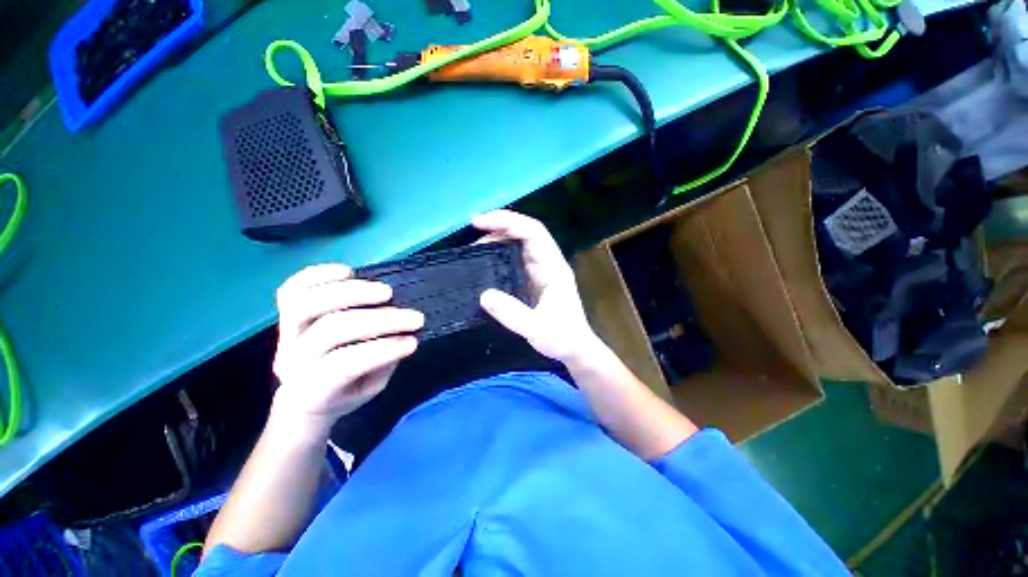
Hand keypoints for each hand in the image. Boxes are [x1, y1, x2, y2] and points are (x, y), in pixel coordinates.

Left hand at [271, 264, 423, 435]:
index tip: (413, 341)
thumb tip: (403, 337)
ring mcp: (285, 334)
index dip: (381, 350)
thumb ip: (381, 365)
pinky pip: (292, 288)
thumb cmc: (344, 393)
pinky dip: (319, 275)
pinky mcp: (285, 314)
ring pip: (307, 303)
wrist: (303, 396)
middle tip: (414, 317)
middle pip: (331, 329)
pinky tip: (348, 271)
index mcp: (311, 390)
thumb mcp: (368, 390)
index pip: (343, 365)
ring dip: (352, 293)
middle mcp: (292, 359)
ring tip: (387, 291)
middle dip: (379, 320)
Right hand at [473, 210, 602, 364]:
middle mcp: (547, 263)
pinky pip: (514, 260)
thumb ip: (513, 314)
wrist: (575, 349)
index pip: (533, 232)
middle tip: (472, 235)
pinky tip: (485, 263)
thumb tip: (484, 295)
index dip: (508, 222)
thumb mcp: (537, 329)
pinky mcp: (532, 280)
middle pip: (525, 233)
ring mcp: (540, 271)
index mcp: (553, 267)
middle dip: (499, 227)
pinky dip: (498, 255)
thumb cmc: (562, 339)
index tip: (479, 224)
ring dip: (497, 240)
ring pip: (519, 245)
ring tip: (474, 249)